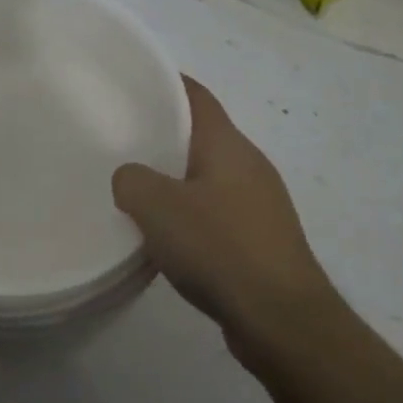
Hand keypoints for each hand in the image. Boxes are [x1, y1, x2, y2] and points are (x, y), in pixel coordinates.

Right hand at [112, 75, 338, 368]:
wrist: (282, 320)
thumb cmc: (220, 248)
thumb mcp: (157, 207)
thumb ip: (131, 181)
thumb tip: (130, 178)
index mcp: (228, 145)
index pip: (196, 96)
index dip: (166, 82)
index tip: (131, 83)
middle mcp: (249, 165)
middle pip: (201, 135)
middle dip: (163, 134)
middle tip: (120, 139)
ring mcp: (260, 204)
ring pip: (208, 177)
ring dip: (175, 179)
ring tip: (135, 189)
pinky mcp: (261, 241)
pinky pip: (217, 212)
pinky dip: (190, 214)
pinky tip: (166, 237)